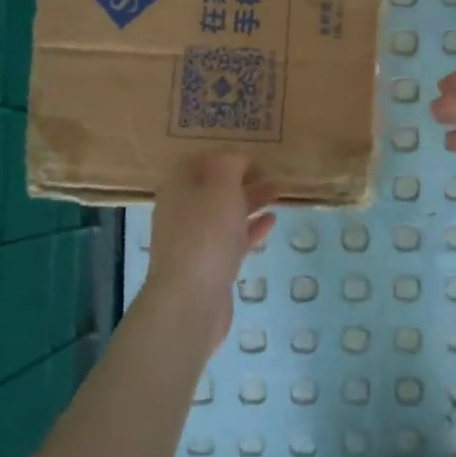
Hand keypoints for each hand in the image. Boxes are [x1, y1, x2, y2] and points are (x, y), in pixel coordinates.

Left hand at [144, 154, 276, 340]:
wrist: (191, 300)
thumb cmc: (206, 234)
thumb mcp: (221, 186)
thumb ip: (230, 164)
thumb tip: (238, 160)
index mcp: (178, 187)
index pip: (202, 161)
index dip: (228, 156)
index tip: (257, 157)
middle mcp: (182, 210)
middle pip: (214, 187)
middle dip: (242, 179)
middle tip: (272, 175)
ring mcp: (194, 240)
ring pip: (225, 213)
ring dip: (250, 202)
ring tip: (277, 194)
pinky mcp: (209, 265)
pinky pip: (232, 238)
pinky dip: (251, 228)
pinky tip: (271, 222)